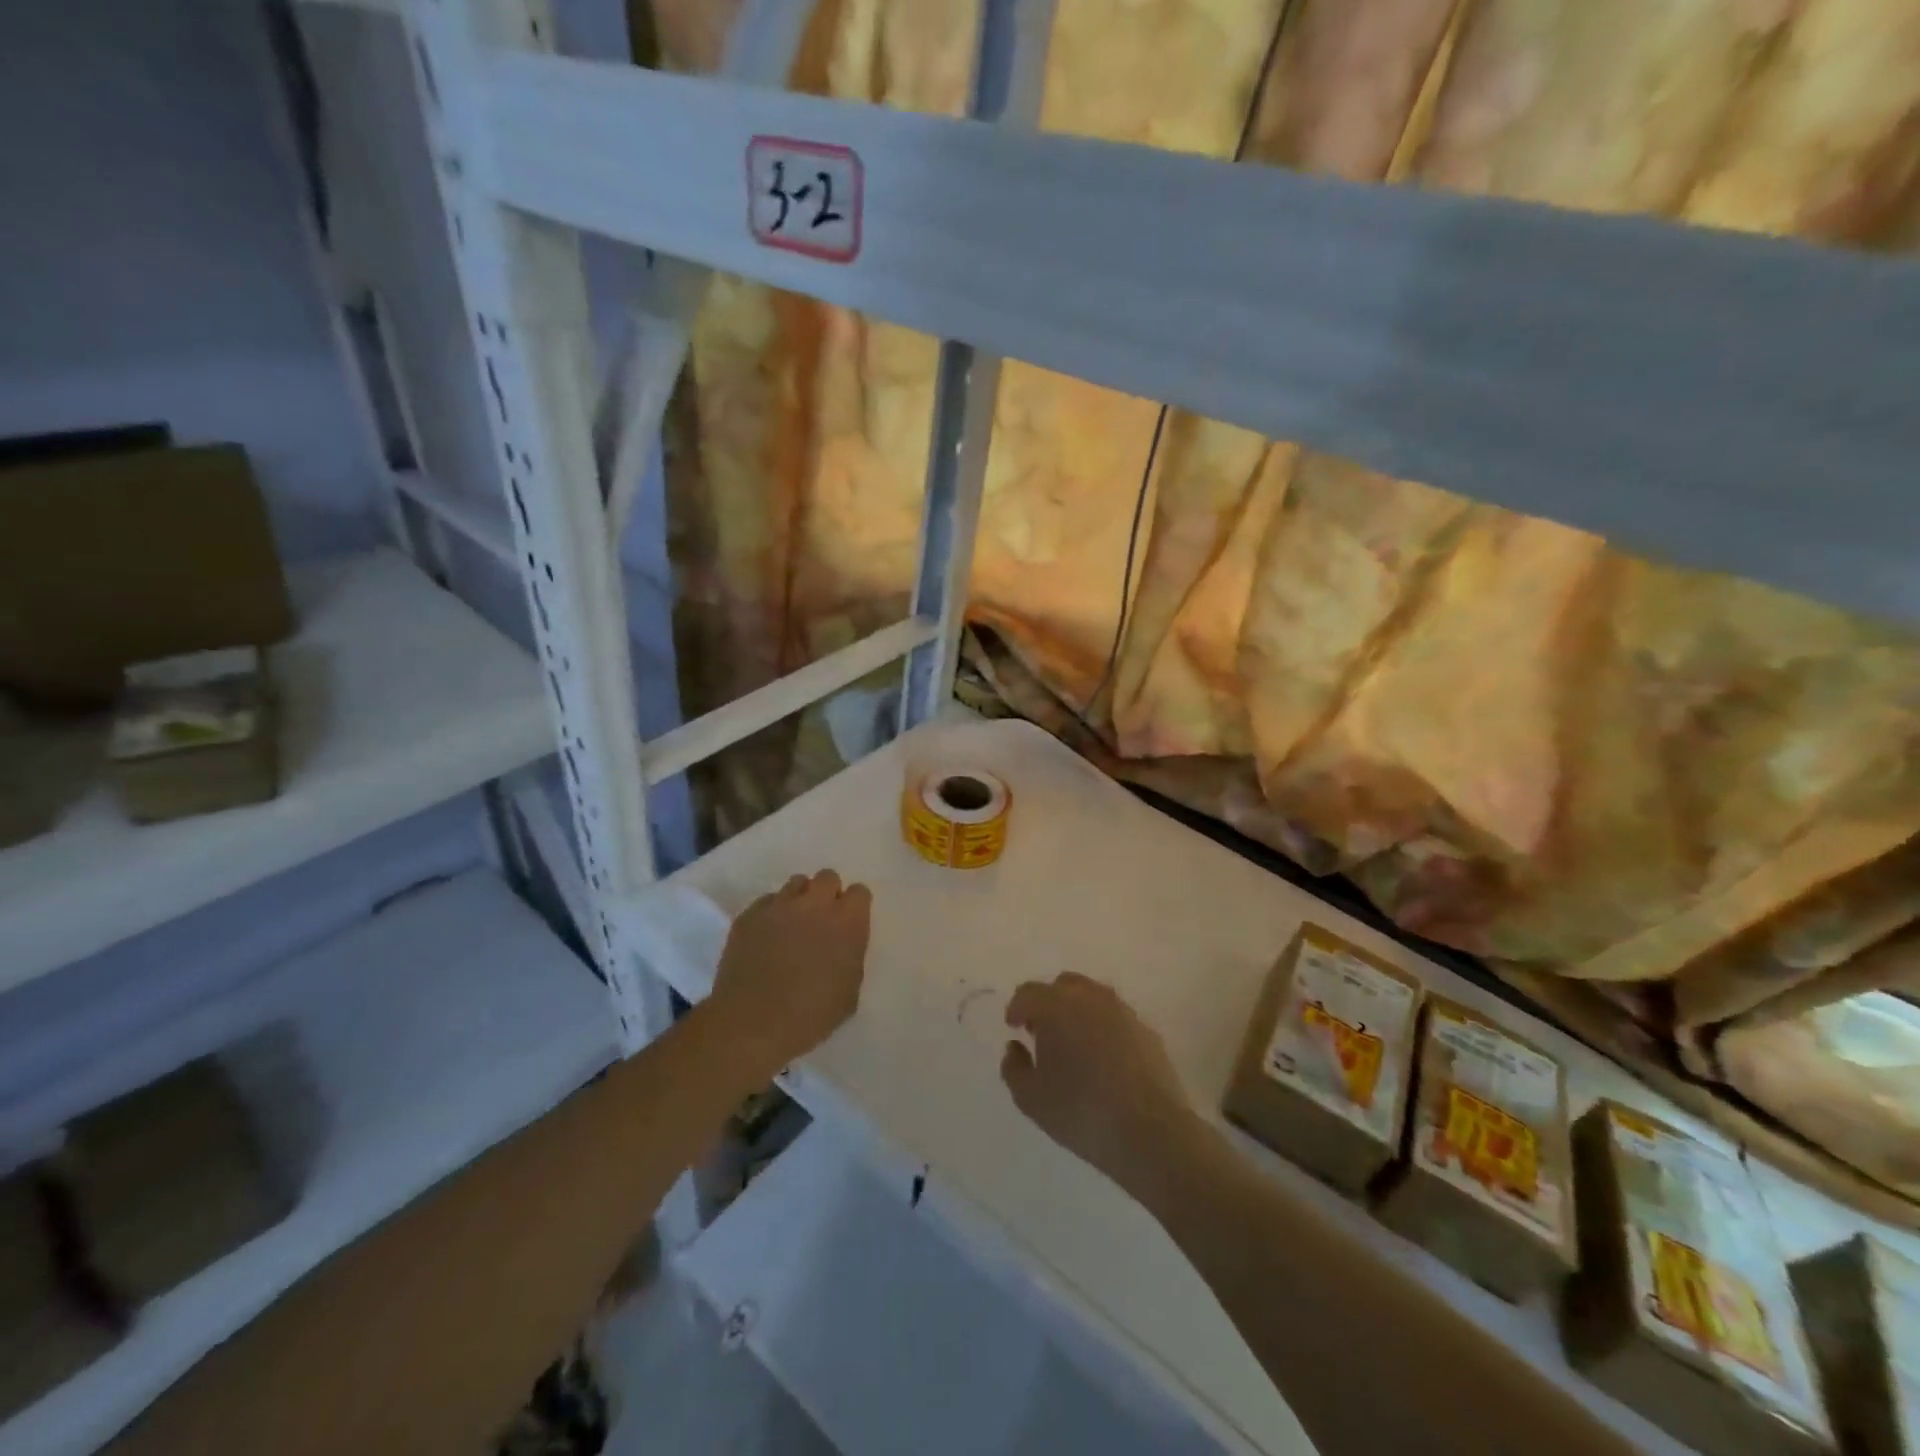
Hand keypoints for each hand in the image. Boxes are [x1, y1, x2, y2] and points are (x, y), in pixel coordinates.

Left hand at [710, 870, 871, 1079]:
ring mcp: (779, 905)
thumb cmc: (810, 1016)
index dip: (854, 907)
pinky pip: (767, 901)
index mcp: (848, 922)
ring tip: (792, 925)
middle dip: (827, 894)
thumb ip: (851, 959)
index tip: (849, 924)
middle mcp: (816, 904)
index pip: (860, 892)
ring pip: (796, 883)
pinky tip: (766, 937)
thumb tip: (843, 949)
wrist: (752, 1023)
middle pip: (827, 877)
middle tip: (821, 921)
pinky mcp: (749, 915)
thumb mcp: (849, 995)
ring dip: (800, 899)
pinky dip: (771, 913)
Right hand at [1001, 973, 1198, 1199]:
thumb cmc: (1081, 1112)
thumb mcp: (1031, 1099)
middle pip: (1063, 986)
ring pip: (1092, 997)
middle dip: (1048, 1003)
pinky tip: (1103, 1057)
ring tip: (1073, 1043)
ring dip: (1077, 1011)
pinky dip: (1103, 1027)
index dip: (1017, 1008)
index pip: (1029, 993)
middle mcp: (1089, 998)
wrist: (1151, 1131)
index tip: (1014, 1026)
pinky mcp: (1146, 1030)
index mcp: (1056, 1007)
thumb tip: (1015, 1047)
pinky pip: (1115, 1018)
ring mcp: (1122, 1011)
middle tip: (1042, 1031)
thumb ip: (1013, 1068)